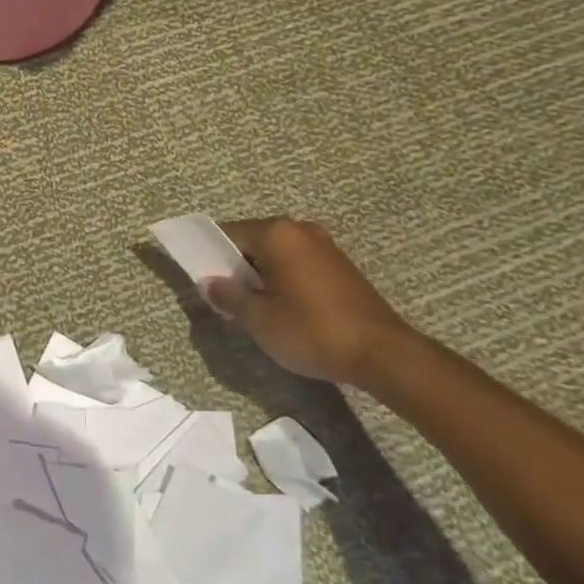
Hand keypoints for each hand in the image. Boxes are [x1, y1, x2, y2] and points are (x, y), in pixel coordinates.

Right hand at [202, 218, 416, 387]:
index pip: (229, 233)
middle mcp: (300, 230)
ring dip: (261, 275)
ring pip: (277, 254)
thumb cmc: (312, 330)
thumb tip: (208, 283)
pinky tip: (283, 308)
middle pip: (254, 241)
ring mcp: (324, 246)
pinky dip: (284, 279)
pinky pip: (298, 264)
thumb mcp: (259, 319)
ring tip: (254, 307)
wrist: (382, 354)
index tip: (200, 277)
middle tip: (225, 298)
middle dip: (236, 267)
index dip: (210, 255)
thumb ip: (229, 296)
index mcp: (277, 234)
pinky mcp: (341, 266)